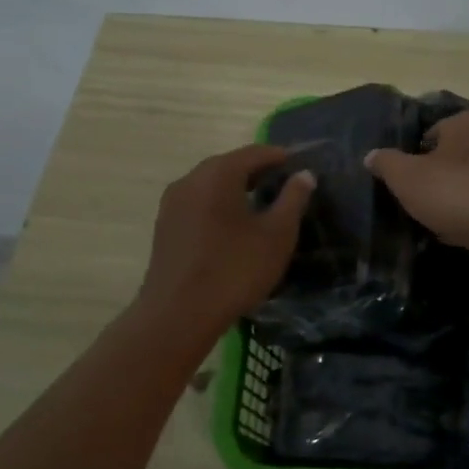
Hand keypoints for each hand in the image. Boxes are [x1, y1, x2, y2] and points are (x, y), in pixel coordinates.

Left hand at [136, 144, 314, 331]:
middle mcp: (191, 179)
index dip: (279, 156)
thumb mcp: (276, 235)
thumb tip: (304, 175)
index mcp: (218, 174)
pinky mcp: (165, 226)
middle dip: (256, 170)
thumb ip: (293, 199)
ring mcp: (172, 203)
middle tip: (282, 183)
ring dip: (235, 187)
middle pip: (229, 165)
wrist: (178, 315)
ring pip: (210, 184)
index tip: (299, 165)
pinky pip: (198, 202)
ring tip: (260, 203)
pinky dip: (218, 204)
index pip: (254, 153)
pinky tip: (232, 225)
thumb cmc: (235, 270)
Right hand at [365, 109, 468, 269]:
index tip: (405, 181)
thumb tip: (371, 156)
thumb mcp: (406, 177)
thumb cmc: (454, 192)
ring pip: (468, 179)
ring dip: (454, 196)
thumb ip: (386, 162)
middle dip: (436, 175)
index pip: (430, 132)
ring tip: (435, 218)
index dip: (414, 157)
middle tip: (418, 199)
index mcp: (467, 120)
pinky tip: (458, 230)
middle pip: (451, 155)